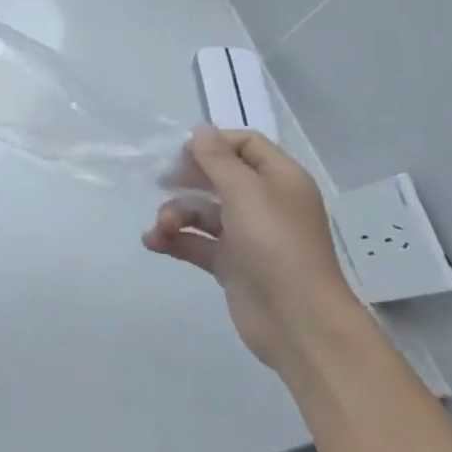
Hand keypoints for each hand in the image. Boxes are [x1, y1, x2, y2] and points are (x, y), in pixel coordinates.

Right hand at [143, 127, 362, 369]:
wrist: (298, 321)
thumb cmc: (276, 245)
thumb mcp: (246, 192)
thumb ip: (217, 160)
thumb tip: (200, 130)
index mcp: (280, 179)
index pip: (246, 145)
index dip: (214, 144)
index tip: (183, 154)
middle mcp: (265, 203)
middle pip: (220, 177)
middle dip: (188, 178)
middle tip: (161, 180)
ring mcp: (247, 235)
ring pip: (203, 211)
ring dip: (176, 213)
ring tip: (162, 227)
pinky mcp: (231, 264)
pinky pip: (197, 242)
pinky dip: (175, 239)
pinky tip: (153, 242)